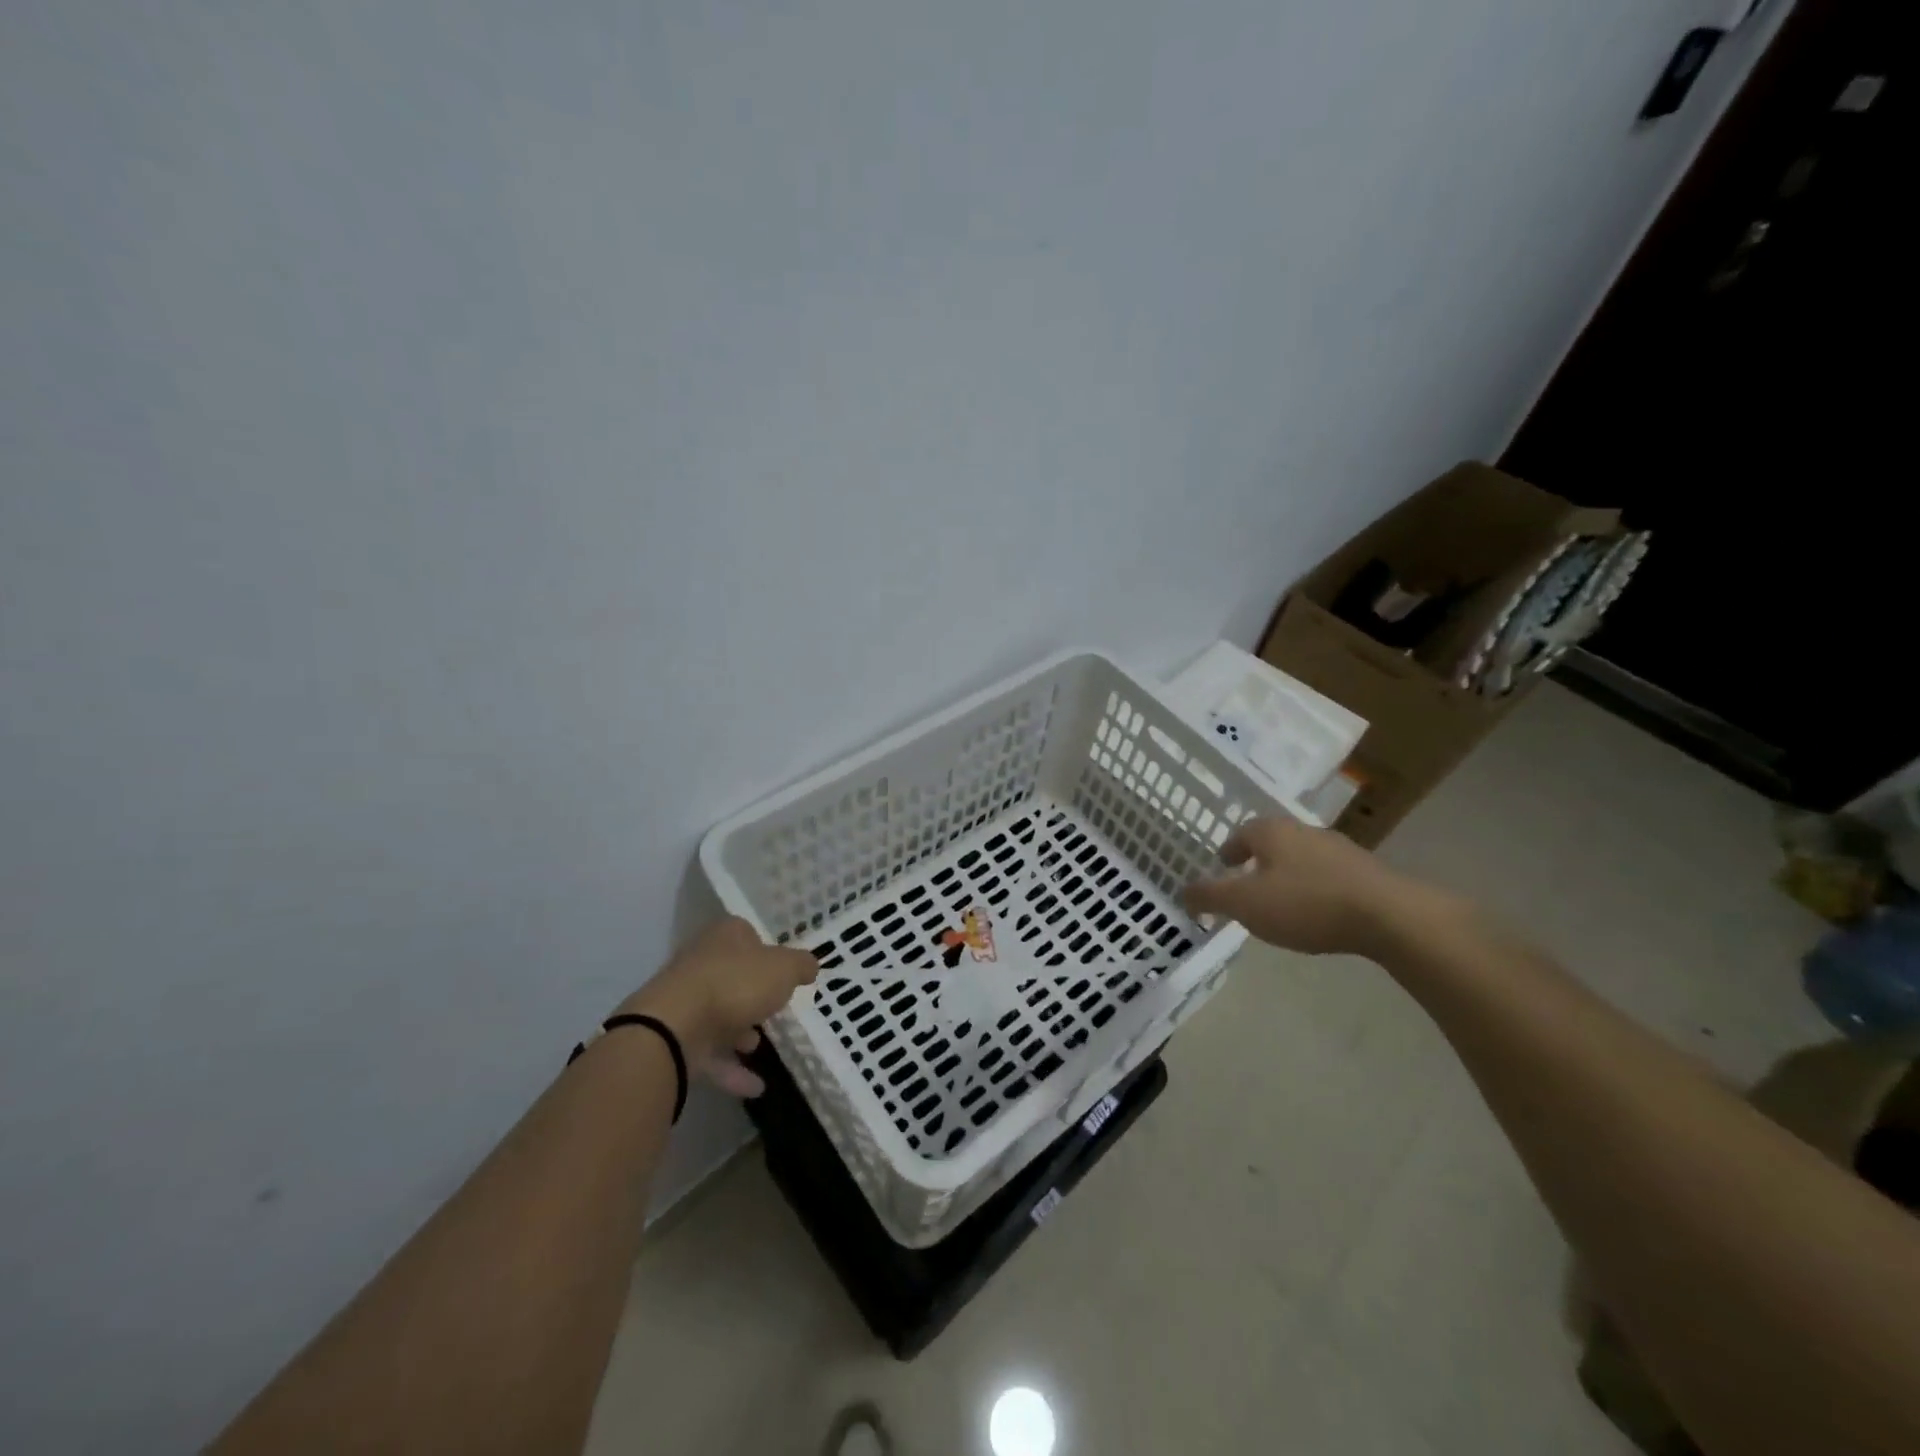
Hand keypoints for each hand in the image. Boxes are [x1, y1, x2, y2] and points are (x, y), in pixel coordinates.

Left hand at [617, 917, 817, 1097]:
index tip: (782, 972)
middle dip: (753, 996)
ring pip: (718, 1014)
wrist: (673, 1027)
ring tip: (760, 1048)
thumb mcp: (784, 968)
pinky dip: (731, 1070)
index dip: (767, 951)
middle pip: (733, 976)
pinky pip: (708, 1053)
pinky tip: (755, 1087)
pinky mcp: (675, 1038)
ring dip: (739, 1033)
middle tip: (774, 1012)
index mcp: (725, 936)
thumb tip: (810, 966)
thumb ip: (801, 966)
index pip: (747, 935)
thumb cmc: (736, 984)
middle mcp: (701, 962)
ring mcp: (684, 1001)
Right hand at [1181, 815, 1427, 957]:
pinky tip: (1318, 913)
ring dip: (1288, 875)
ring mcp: (1340, 849)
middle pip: (1273, 842)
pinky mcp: (1368, 871)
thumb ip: (1210, 897)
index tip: (1223, 867)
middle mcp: (1304, 830)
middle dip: (1258, 862)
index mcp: (1272, 831)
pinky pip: (1329, 876)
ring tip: (1282, 903)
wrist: (1389, 916)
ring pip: (1302, 858)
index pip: (1241, 833)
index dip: (1229, 851)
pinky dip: (1316, 889)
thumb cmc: (1305, 903)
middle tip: (1248, 886)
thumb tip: (1183, 892)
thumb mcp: (1245, 904)